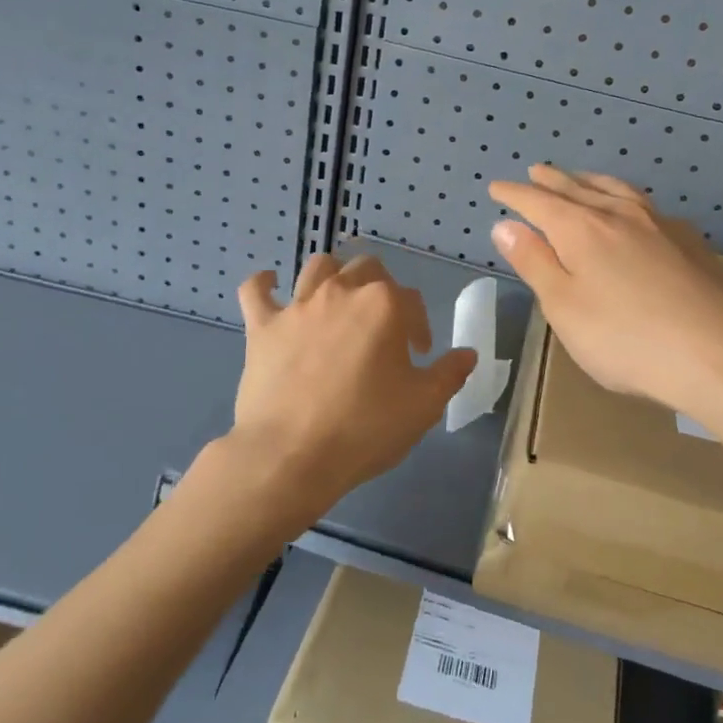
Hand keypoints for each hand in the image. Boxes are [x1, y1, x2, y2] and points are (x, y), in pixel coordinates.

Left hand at [224, 254, 476, 532]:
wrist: (291, 455)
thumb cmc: (364, 428)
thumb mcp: (423, 406)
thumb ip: (449, 374)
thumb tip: (467, 354)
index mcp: (384, 305)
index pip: (412, 302)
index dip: (420, 327)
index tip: (418, 357)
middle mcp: (342, 292)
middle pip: (368, 269)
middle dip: (382, 290)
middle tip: (382, 328)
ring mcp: (298, 306)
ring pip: (319, 267)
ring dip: (333, 276)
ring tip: (338, 302)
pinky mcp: (262, 326)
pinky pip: (255, 290)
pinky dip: (263, 284)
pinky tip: (270, 286)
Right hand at [488, 165, 722, 423]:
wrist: (718, 355)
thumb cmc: (626, 339)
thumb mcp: (564, 307)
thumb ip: (534, 262)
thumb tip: (505, 225)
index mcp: (581, 229)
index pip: (538, 202)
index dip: (515, 194)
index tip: (497, 187)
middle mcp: (619, 215)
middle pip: (578, 188)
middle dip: (553, 180)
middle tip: (537, 171)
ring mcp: (659, 225)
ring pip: (616, 190)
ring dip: (591, 181)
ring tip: (581, 178)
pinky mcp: (690, 242)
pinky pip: (647, 206)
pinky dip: (626, 199)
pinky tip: (634, 212)